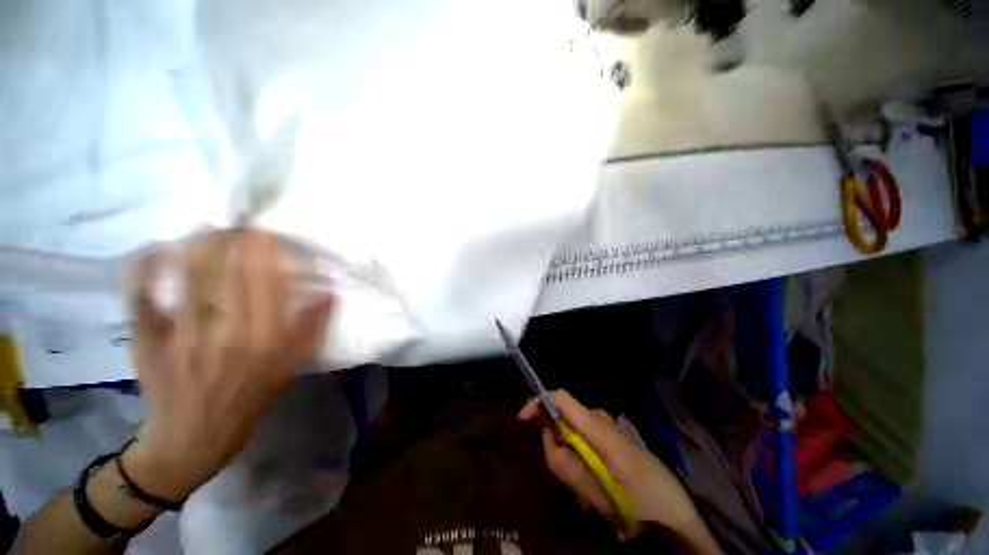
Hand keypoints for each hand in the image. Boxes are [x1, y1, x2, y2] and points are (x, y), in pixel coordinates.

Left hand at [122, 229, 332, 501]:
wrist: (191, 440)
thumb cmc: (248, 400)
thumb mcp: (290, 368)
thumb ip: (311, 328)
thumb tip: (328, 293)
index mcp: (263, 339)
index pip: (264, 280)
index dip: (262, 247)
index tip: (264, 225)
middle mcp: (223, 332)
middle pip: (223, 269)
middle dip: (230, 237)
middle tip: (236, 220)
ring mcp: (179, 336)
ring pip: (184, 275)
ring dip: (194, 244)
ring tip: (204, 226)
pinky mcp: (147, 342)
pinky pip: (141, 295)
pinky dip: (144, 268)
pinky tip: (154, 251)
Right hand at [518, 390, 700, 534]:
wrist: (675, 511)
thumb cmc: (641, 500)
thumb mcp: (599, 492)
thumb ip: (567, 464)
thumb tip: (546, 438)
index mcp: (596, 426)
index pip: (561, 398)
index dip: (539, 402)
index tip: (522, 419)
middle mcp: (599, 419)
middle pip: (562, 420)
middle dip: (558, 448)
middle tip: (573, 484)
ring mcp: (605, 428)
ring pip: (571, 436)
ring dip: (572, 462)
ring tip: (589, 495)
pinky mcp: (609, 438)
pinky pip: (583, 444)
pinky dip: (582, 465)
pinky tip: (596, 489)